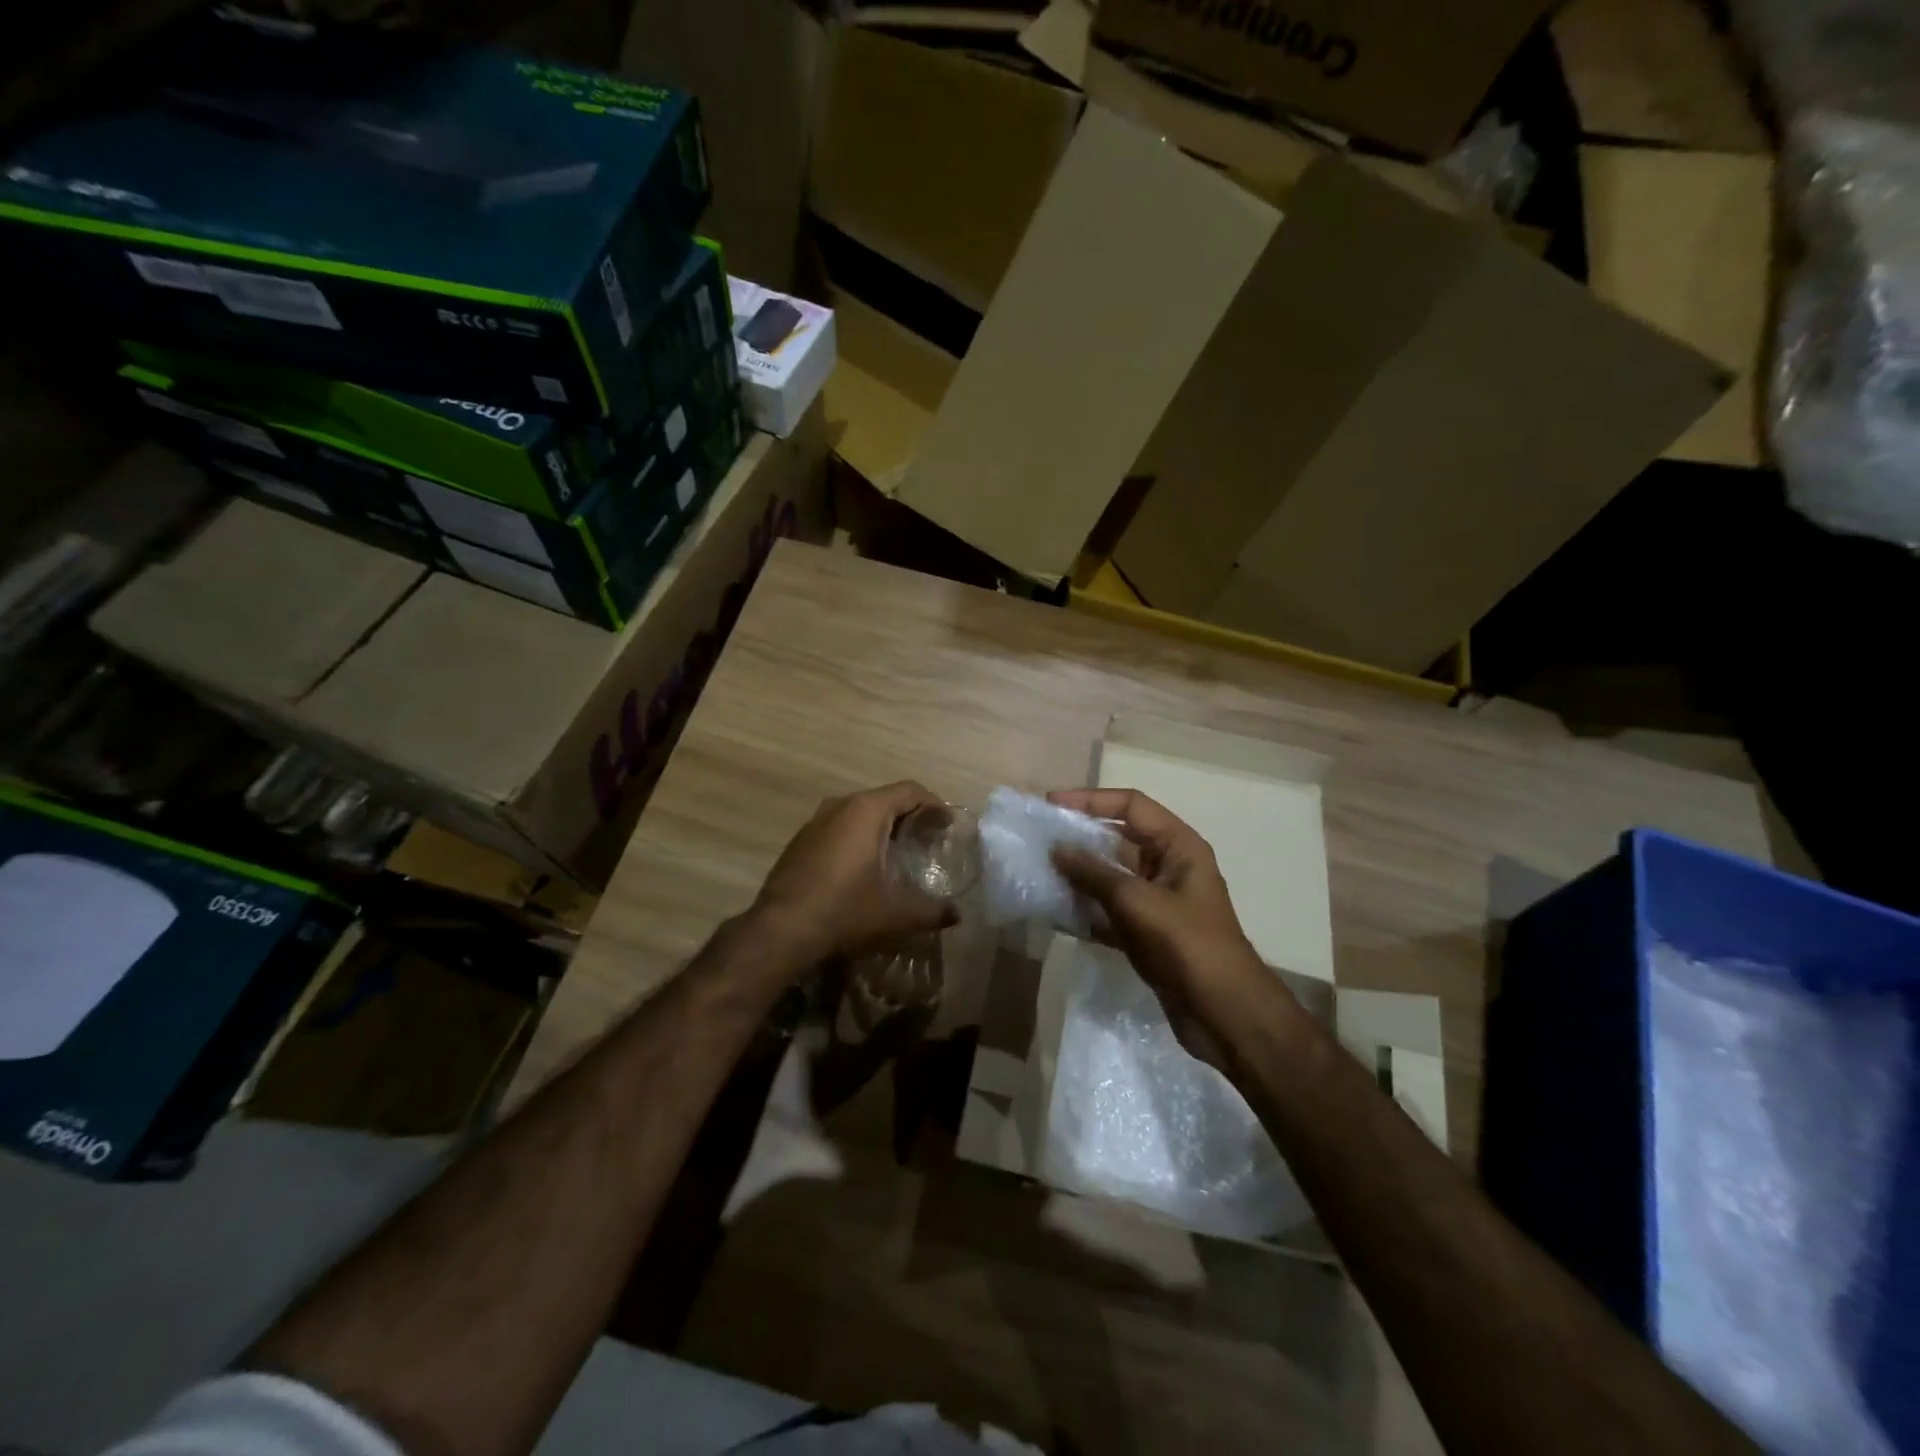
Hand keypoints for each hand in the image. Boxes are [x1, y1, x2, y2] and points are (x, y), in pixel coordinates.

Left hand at [753, 781, 960, 963]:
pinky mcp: (800, 840)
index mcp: (867, 810)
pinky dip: (857, 837)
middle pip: (885, 799)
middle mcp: (841, 805)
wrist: (780, 930)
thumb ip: (931, 911)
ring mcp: (815, 821)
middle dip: (909, 815)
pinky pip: (839, 827)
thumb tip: (955, 915)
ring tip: (898, 852)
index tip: (947, 824)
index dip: (934, 804)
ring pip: (859, 812)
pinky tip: (863, 866)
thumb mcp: (895, 913)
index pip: (910, 790)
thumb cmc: (845, 910)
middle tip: (928, 839)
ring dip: (881, 826)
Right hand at [1047, 788, 1279, 1065]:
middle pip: (1117, 839)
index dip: (1092, 800)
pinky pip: (1107, 910)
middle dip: (1078, 839)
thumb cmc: (1189, 945)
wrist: (1224, 1015)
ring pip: (1108, 877)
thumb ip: (1095, 873)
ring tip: (1037, 873)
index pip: (1132, 806)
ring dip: (1076, 875)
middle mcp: (1167, 867)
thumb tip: (1057, 849)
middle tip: (1037, 839)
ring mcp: (1155, 901)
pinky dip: (1083, 910)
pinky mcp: (1144, 932)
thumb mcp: (1139, 902)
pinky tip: (1052, 912)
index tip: (1052, 805)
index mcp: (1178, 847)